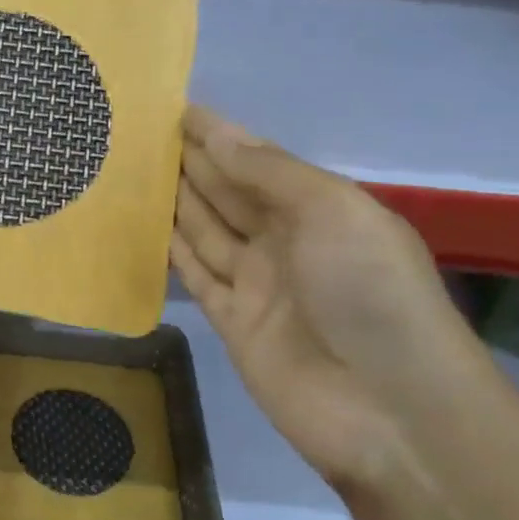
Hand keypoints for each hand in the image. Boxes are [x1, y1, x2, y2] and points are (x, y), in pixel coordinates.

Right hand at [170, 106, 493, 489]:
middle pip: (227, 192)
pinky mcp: (232, 322)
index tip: (172, 108)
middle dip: (189, 161)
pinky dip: (170, 249)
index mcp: (319, 207)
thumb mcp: (330, 211)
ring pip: (205, 229)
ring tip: (128, 168)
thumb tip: (213, 134)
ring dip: (173, 200)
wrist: (390, 410)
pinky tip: (141, 224)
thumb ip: (267, 172)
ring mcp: (258, 283)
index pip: (256, 160)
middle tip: (137, 132)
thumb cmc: (368, 292)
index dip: (217, 135)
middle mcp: (286, 240)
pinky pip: (195, 275)